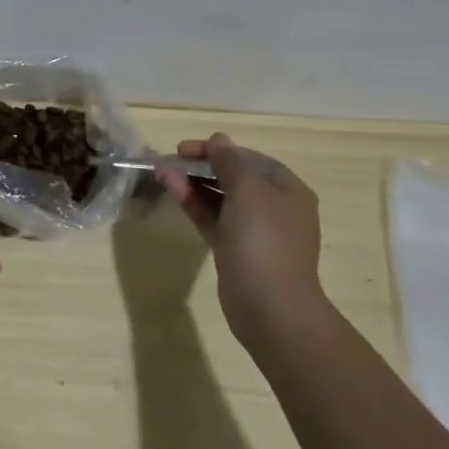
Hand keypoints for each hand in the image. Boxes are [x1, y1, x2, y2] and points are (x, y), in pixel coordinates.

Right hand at [159, 134, 323, 347]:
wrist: (271, 308)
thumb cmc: (264, 241)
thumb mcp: (247, 191)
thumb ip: (229, 161)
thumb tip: (219, 139)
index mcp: (287, 190)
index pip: (248, 158)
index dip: (216, 149)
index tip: (183, 148)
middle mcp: (273, 207)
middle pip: (233, 177)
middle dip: (200, 166)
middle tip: (169, 160)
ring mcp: (254, 231)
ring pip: (219, 198)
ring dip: (192, 183)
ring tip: (161, 172)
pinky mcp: (235, 250)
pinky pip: (213, 219)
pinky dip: (193, 204)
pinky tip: (172, 191)